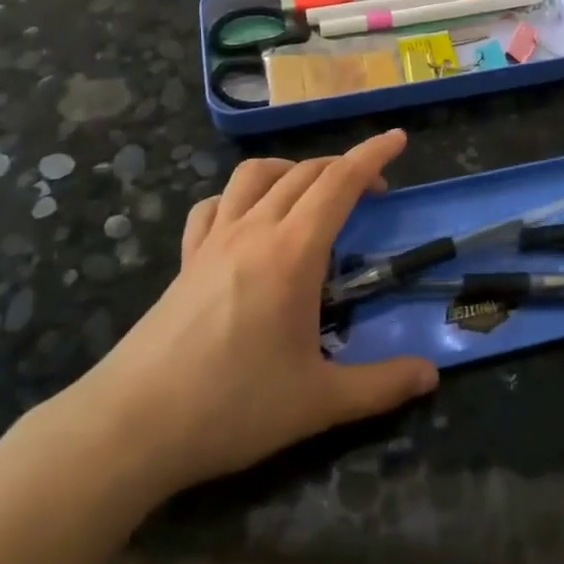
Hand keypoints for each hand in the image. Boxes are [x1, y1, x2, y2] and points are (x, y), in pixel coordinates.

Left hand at [61, 130, 437, 503]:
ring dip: (291, 170)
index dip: (372, 155)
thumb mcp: (318, 402)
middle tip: (372, 190)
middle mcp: (254, 231)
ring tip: (311, 193)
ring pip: (255, 175)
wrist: (132, 426)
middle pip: (304, 173)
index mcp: (292, 253)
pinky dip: (239, 197)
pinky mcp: (186, 259)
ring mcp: (214, 240)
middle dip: (344, 167)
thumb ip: (381, 386)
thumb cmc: (232, 407)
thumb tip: (431, 375)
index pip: (339, 183)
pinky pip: (214, 205)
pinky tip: (246, 220)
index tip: (397, 138)